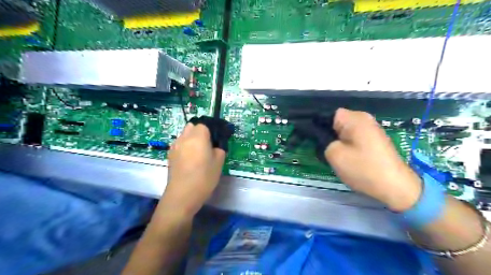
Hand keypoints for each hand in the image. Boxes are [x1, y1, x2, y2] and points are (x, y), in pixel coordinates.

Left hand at [160, 124, 224, 217]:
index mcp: (197, 137)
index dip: (211, 131)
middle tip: (207, 145)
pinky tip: (189, 160)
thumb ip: (219, 149)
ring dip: (191, 138)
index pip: (204, 124)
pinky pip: (179, 144)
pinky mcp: (170, 155)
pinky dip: (185, 146)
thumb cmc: (204, 177)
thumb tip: (215, 146)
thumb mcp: (219, 162)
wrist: (182, 195)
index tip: (216, 140)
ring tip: (198, 153)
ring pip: (184, 135)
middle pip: (191, 126)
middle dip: (200, 131)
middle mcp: (184, 138)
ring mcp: (175, 146)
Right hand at [325, 108, 421, 211]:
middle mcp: (364, 118)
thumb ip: (323, 140)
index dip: (318, 126)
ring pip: (344, 130)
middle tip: (323, 149)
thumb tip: (323, 136)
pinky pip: (353, 137)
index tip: (314, 140)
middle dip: (328, 134)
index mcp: (354, 118)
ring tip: (334, 155)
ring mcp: (370, 129)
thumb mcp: (334, 154)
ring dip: (337, 141)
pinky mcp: (373, 139)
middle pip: (336, 122)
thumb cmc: (363, 169)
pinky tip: (346, 158)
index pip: (328, 114)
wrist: (396, 187)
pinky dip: (347, 145)